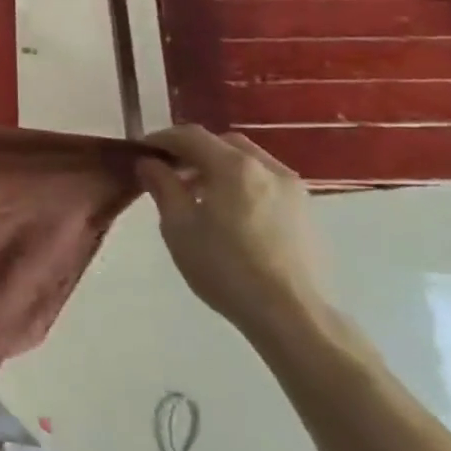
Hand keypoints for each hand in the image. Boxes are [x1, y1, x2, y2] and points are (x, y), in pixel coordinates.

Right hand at [137, 126, 326, 339]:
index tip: (142, 152)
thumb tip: (149, 162)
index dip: (162, 139)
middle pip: (224, 144)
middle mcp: (268, 168)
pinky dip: (243, 185)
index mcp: (234, 166)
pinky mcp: (308, 214)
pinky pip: (267, 183)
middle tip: (171, 173)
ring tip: (200, 196)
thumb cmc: (225, 267)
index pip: (191, 136)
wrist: (292, 315)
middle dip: (194, 152)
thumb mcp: (178, 226)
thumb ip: (162, 186)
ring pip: (249, 163)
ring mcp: (294, 190)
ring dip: (220, 168)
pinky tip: (231, 215)